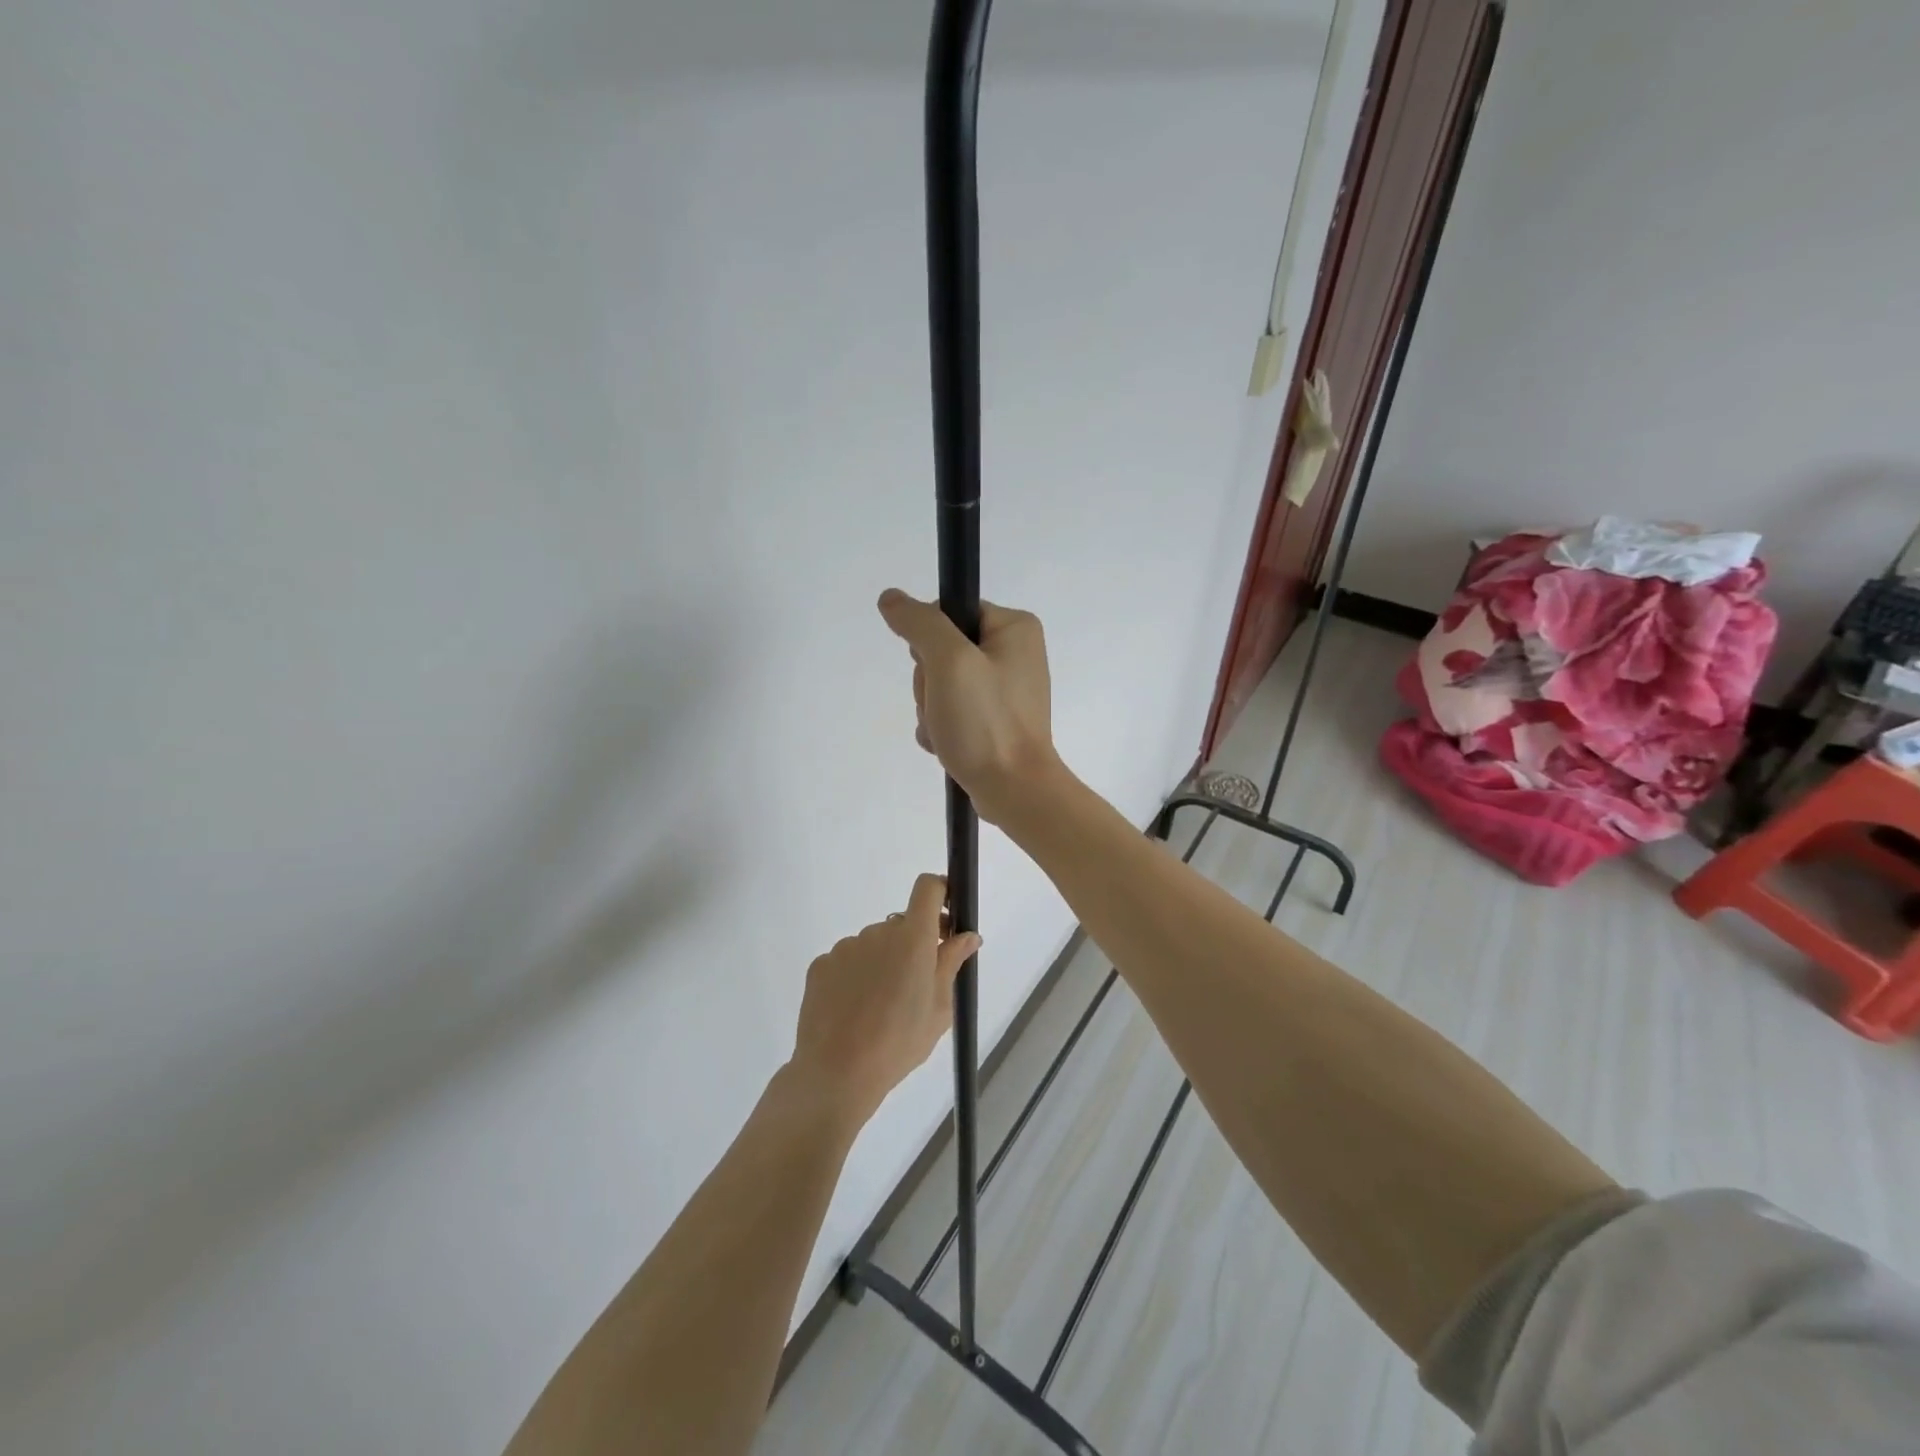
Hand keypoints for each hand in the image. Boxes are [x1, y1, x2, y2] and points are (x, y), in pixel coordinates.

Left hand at [787, 874, 980, 1126]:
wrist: (837, 1073)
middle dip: (914, 944)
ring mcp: (846, 947)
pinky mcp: (821, 964)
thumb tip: (968, 936)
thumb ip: (951, 963)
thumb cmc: (900, 1043)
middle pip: (902, 924)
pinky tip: (854, 1010)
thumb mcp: (939, 1008)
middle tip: (917, 984)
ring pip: (873, 944)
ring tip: (880, 1006)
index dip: (940, 892)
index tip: (946, 916)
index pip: (927, 888)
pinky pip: (847, 961)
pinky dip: (855, 976)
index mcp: (913, 938)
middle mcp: (878, 932)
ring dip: (883, 962)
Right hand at [876, 589, 1062, 824]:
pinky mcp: (997, 721)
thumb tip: (892, 599)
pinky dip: (942, 728)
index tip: (936, 670)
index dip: (930, 641)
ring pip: (942, 684)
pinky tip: (947, 746)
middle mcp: (1016, 653)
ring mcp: (1006, 690)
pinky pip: (954, 711)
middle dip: (929, 683)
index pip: (949, 613)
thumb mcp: (949, 662)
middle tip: (944, 706)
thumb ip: (919, 623)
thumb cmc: (986, 722)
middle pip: (943, 651)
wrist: (1015, 791)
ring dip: (931, 709)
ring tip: (947, 732)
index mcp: (1015, 628)